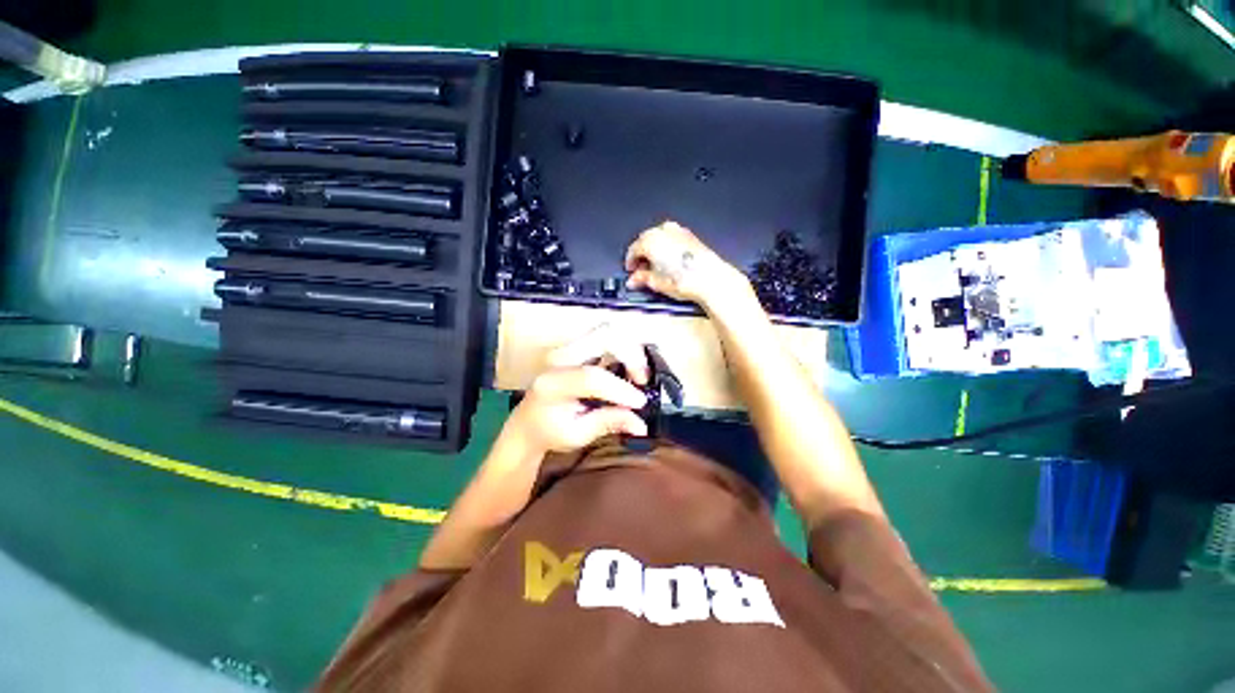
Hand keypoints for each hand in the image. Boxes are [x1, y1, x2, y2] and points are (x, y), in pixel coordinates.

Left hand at [504, 324, 650, 454]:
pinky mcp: (575, 348)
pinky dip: (622, 349)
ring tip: (636, 375)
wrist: (527, 423)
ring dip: (629, 349)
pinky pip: (604, 338)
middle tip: (641, 380)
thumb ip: (609, 423)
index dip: (620, 389)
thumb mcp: (578, 435)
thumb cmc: (548, 431)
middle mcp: (558, 358)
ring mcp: (567, 349)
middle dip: (631, 355)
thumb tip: (640, 423)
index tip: (640, 403)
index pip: (592, 377)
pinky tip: (627, 370)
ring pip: (607, 331)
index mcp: (552, 384)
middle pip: (604, 337)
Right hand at [625, 221, 748, 308]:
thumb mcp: (657, 282)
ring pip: (658, 238)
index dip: (630, 262)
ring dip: (654, 250)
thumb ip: (642, 278)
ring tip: (656, 267)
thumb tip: (635, 279)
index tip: (631, 270)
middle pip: (645, 241)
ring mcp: (678, 231)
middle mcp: (663, 231)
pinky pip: (671, 238)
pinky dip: (666, 247)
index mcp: (651, 240)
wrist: (710, 278)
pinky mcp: (690, 235)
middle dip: (642, 255)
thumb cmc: (686, 279)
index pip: (633, 249)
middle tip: (641, 270)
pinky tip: (670, 261)